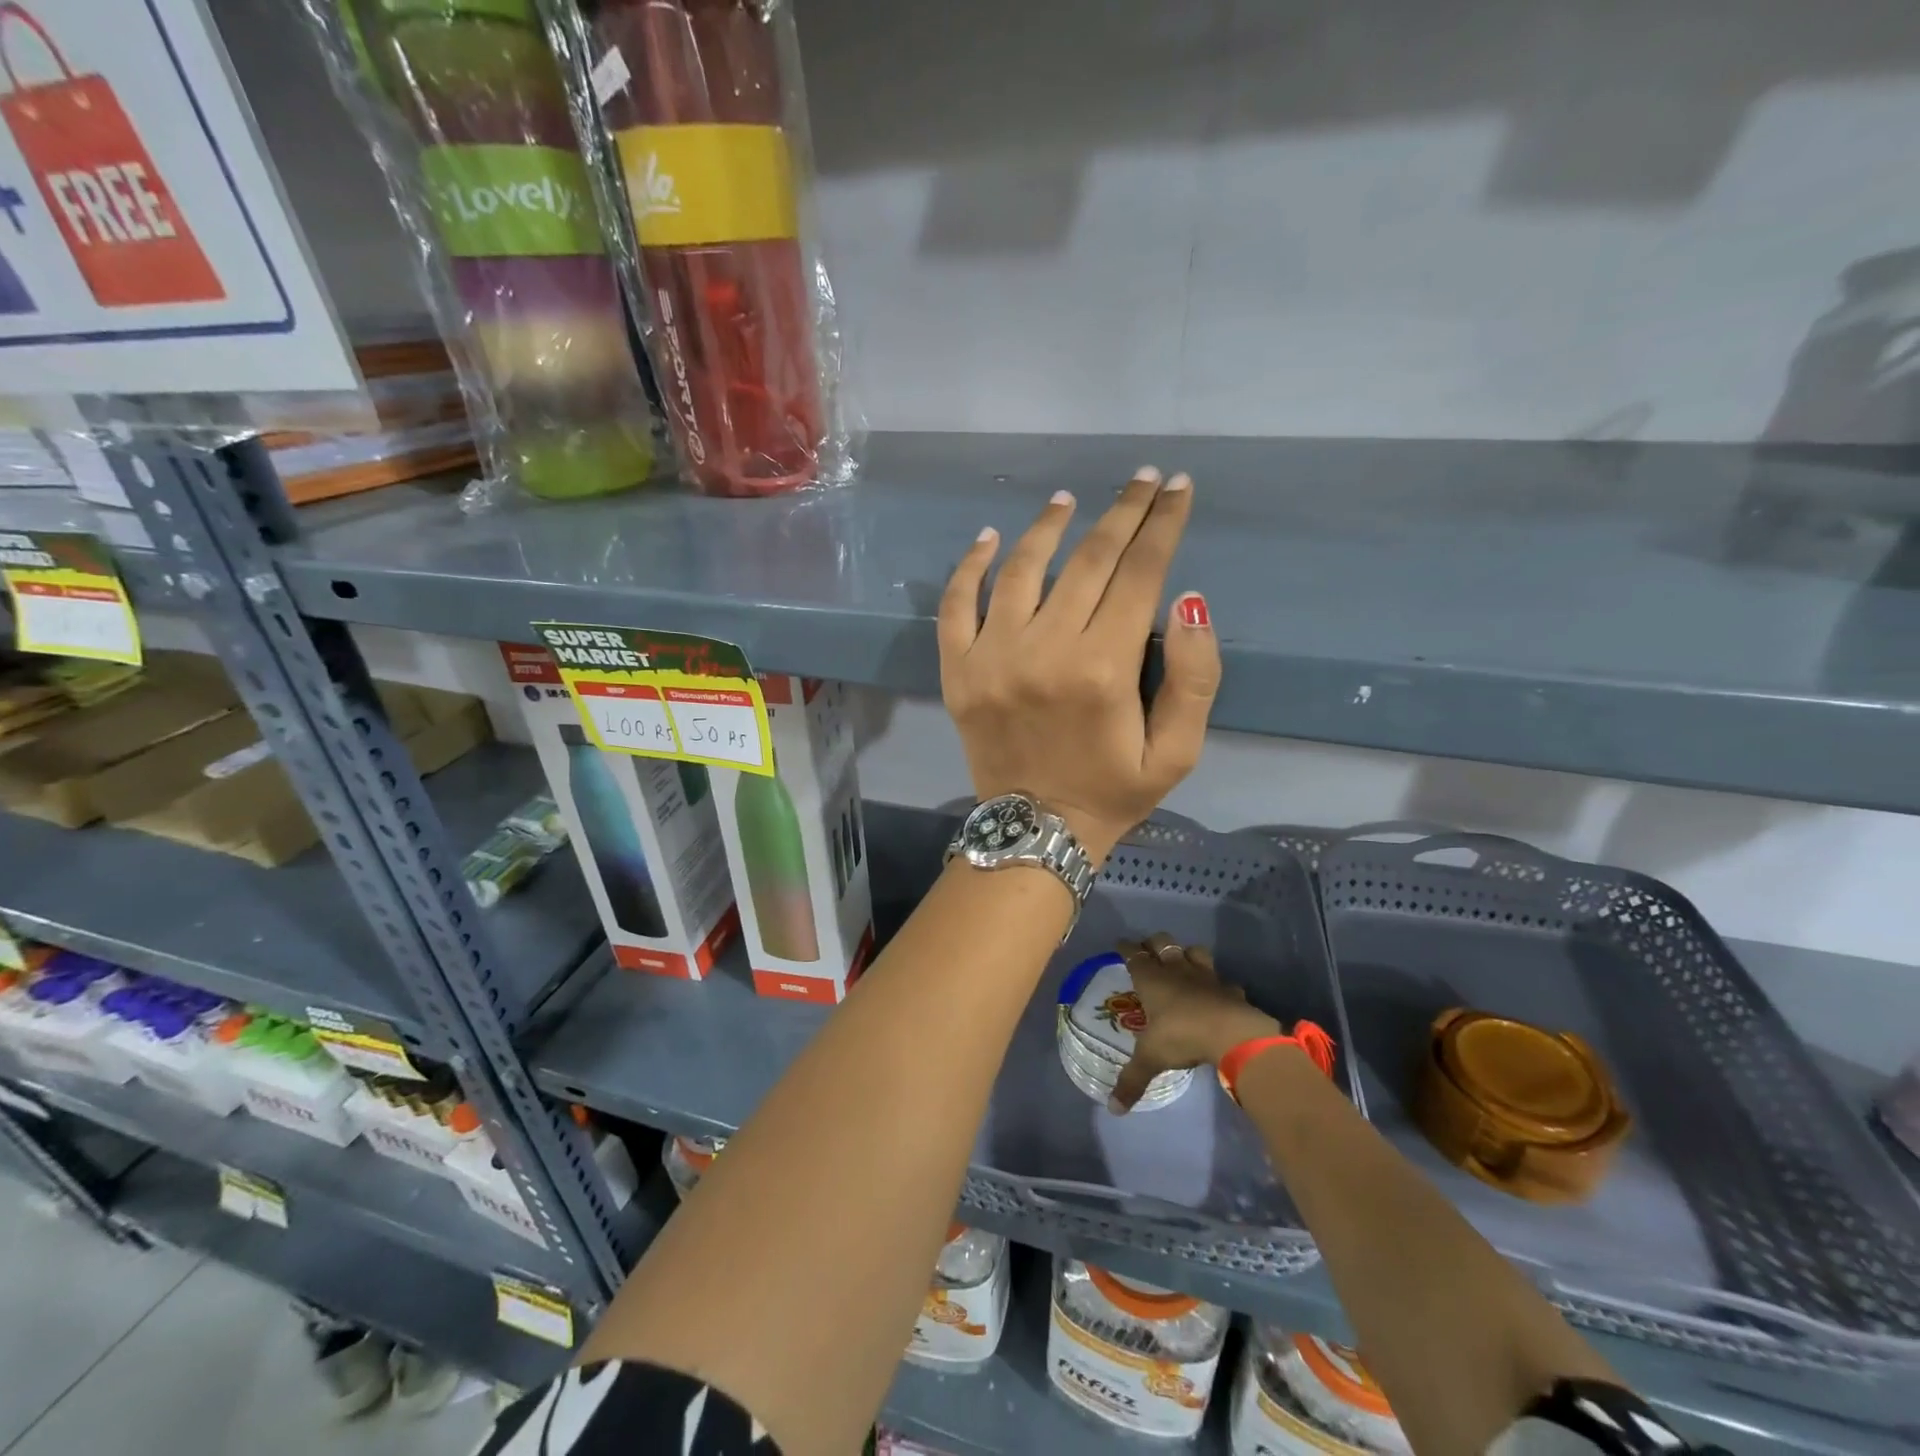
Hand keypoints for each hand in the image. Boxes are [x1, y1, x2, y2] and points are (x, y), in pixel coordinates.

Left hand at [938, 467, 1220, 861]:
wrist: (1034, 833)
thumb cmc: (1111, 793)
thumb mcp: (1177, 753)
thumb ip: (1194, 679)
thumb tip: (1188, 600)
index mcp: (1103, 669)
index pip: (1139, 574)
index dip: (1162, 525)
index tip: (1177, 488)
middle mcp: (1044, 650)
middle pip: (1088, 560)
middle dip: (1122, 512)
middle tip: (1142, 479)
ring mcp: (991, 657)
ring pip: (1022, 569)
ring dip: (1049, 526)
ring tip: (1069, 501)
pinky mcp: (956, 670)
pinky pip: (956, 604)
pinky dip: (971, 566)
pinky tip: (990, 538)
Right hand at [1109, 934, 1278, 1113]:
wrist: (1232, 1034)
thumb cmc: (1182, 1036)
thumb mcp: (1151, 1059)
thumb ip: (1132, 1081)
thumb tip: (1113, 1109)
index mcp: (1152, 979)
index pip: (1134, 954)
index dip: (1126, 948)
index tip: (1120, 944)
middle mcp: (1177, 970)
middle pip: (1163, 943)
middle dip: (1154, 944)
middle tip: (1149, 952)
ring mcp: (1206, 976)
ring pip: (1194, 951)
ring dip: (1187, 954)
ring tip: (1183, 962)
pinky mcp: (1230, 988)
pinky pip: (1223, 981)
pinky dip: (1219, 984)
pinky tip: (1218, 993)